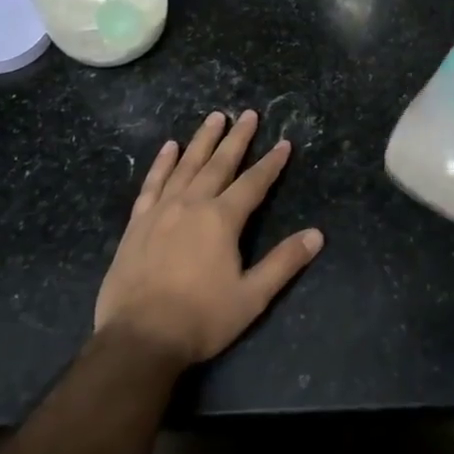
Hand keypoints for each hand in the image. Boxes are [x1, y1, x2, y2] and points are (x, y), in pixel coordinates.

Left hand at [94, 110, 322, 367]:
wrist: (138, 339)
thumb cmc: (200, 319)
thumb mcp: (252, 296)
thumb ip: (284, 263)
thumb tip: (317, 235)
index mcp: (221, 220)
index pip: (253, 183)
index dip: (271, 163)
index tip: (284, 143)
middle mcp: (192, 204)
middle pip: (219, 164)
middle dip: (237, 139)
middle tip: (248, 114)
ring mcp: (161, 211)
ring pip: (186, 166)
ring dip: (202, 140)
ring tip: (214, 118)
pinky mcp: (137, 223)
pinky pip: (152, 184)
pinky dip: (162, 164)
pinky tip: (168, 148)